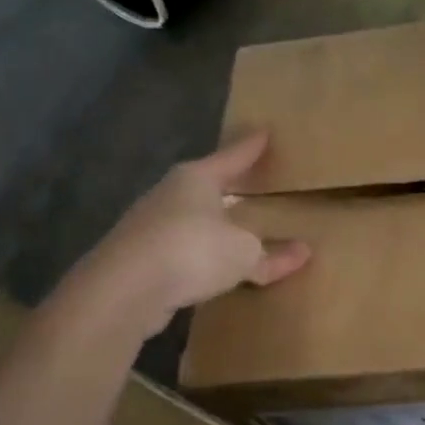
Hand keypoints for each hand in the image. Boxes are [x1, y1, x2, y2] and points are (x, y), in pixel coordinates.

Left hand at [55, 131, 308, 342]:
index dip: (251, 147)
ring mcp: (148, 225)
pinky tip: (207, 265)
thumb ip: (271, 254)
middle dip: (226, 184)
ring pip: (189, 217)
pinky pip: (178, 249)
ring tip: (231, 227)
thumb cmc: (192, 251)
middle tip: (249, 180)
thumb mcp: (244, 253)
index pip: (233, 156)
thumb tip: (303, 252)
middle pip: (205, 184)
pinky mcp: (136, 258)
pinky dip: (196, 254)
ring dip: (209, 223)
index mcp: (196, 179)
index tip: (265, 132)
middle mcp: (169, 194)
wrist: (121, 292)